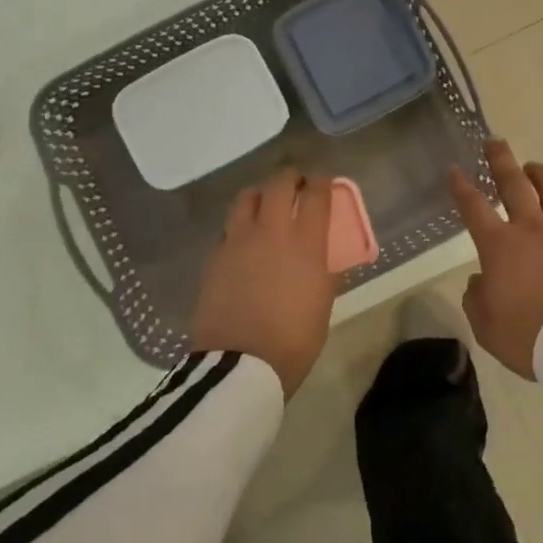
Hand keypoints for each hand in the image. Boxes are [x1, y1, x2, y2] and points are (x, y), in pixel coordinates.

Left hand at [190, 168, 336, 397]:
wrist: (240, 364)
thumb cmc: (293, 341)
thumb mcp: (322, 306)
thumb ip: (326, 275)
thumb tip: (327, 260)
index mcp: (305, 243)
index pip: (316, 195)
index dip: (322, 184)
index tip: (324, 184)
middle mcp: (271, 231)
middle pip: (279, 184)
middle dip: (290, 178)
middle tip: (296, 185)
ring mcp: (238, 240)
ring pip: (246, 197)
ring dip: (260, 194)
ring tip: (265, 204)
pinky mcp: (215, 256)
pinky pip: (228, 228)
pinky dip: (239, 226)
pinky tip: (243, 241)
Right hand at [447, 139, 542, 379]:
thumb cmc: (528, 336)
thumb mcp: (486, 326)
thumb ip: (477, 299)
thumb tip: (482, 281)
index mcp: (500, 245)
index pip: (473, 207)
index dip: (461, 187)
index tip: (454, 170)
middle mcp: (533, 228)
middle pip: (514, 183)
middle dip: (501, 161)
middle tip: (495, 142)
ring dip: (541, 175)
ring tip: (534, 167)